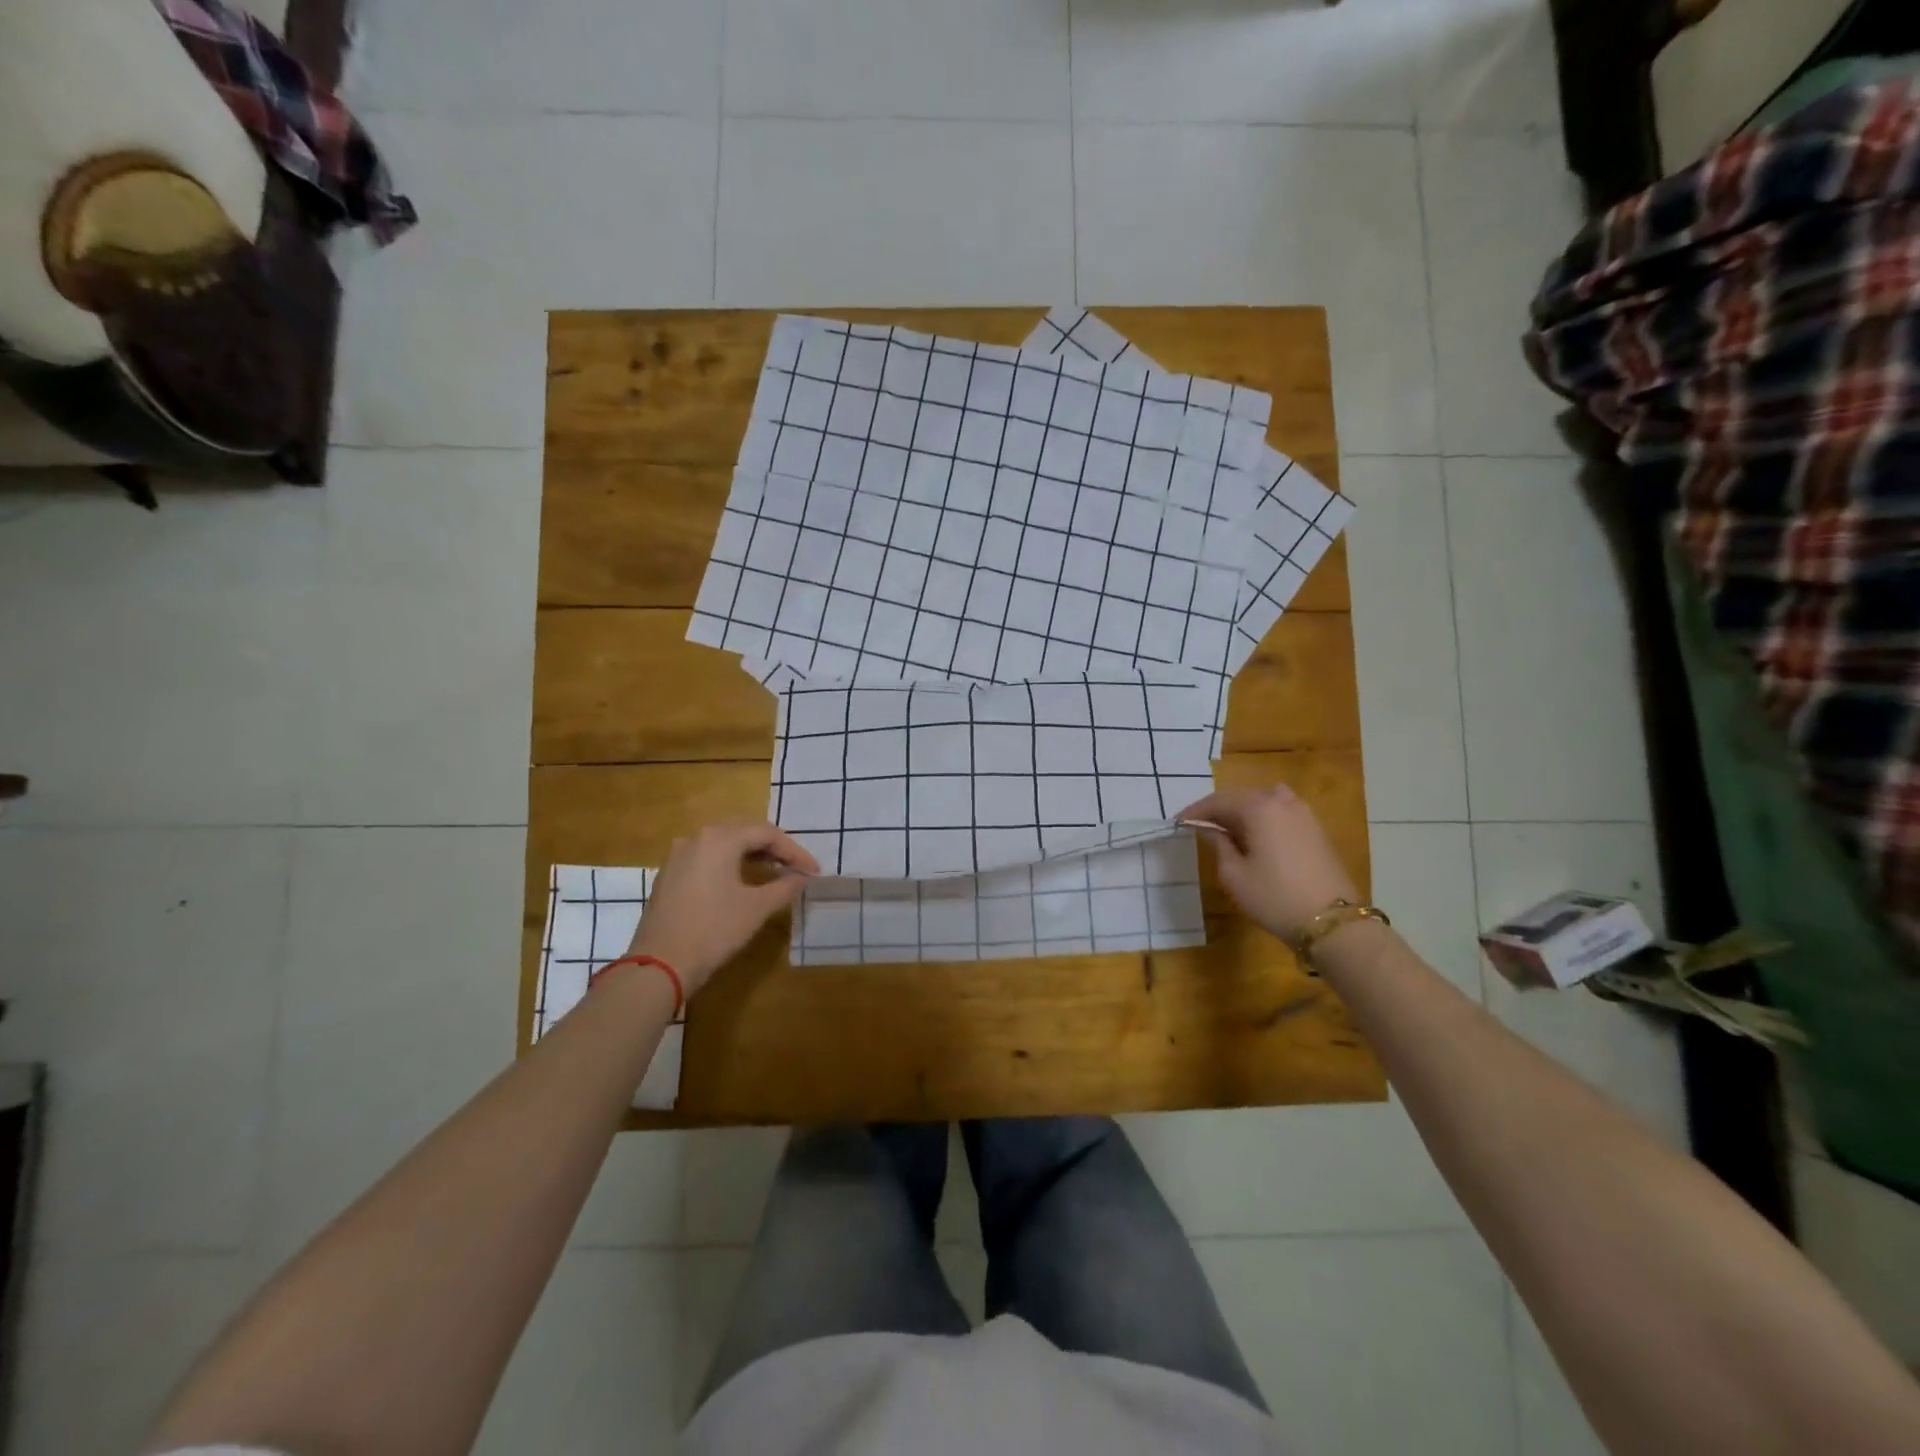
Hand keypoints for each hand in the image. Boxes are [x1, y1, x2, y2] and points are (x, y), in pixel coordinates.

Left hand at [625, 824, 818, 996]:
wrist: (660, 965)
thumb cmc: (714, 931)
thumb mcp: (757, 908)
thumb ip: (785, 886)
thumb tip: (802, 877)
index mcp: (720, 839)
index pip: (767, 834)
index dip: (795, 851)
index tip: (813, 871)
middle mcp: (697, 838)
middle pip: (744, 832)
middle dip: (773, 848)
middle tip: (796, 867)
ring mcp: (678, 855)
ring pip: (724, 844)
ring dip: (751, 854)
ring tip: (773, 872)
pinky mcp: (669, 875)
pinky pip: (706, 858)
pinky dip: (729, 864)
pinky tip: (741, 882)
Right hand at [1178, 785, 1359, 942]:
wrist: (1332, 922)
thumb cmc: (1274, 897)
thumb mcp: (1234, 875)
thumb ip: (1219, 845)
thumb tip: (1211, 830)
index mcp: (1259, 807)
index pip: (1218, 801)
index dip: (1196, 811)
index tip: (1179, 822)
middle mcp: (1282, 801)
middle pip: (1242, 796)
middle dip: (1219, 809)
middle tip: (1200, 825)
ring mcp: (1303, 813)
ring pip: (1264, 801)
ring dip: (1243, 811)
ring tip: (1229, 830)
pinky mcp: (1316, 829)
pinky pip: (1281, 812)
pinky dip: (1263, 817)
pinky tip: (1256, 837)